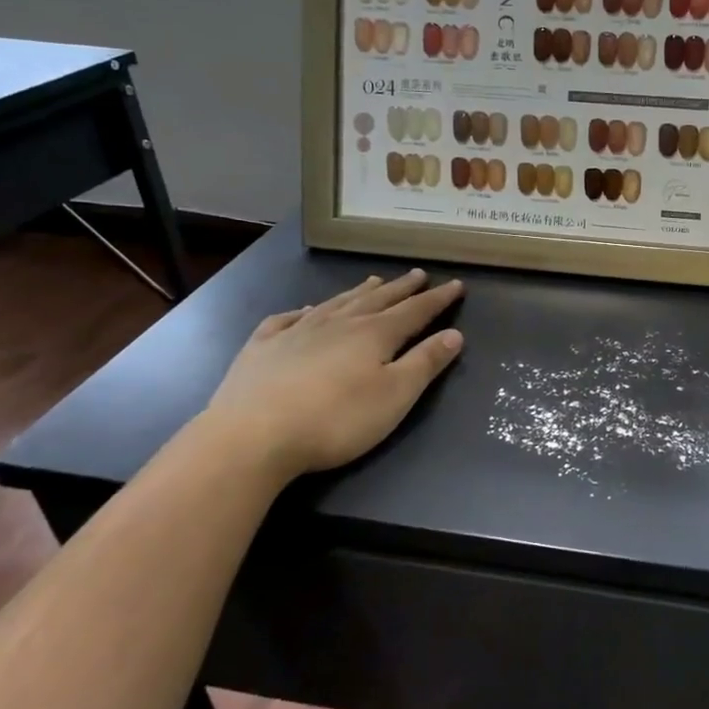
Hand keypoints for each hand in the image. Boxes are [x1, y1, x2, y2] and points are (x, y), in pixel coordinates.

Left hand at [202, 269, 463, 479]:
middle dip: (401, 288)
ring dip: (358, 292)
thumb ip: (425, 363)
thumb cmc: (336, 419)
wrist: (252, 435)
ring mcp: (296, 331)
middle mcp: (338, 323)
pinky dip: (302, 311)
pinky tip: (304, 311)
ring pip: (336, 303)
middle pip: (377, 300)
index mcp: (374, 334)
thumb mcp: (395, 396)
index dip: (437, 299)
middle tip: (418, 274)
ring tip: (373, 281)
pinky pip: (286, 319)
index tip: (456, 285)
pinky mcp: (262, 347)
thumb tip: (455, 334)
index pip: (415, 311)